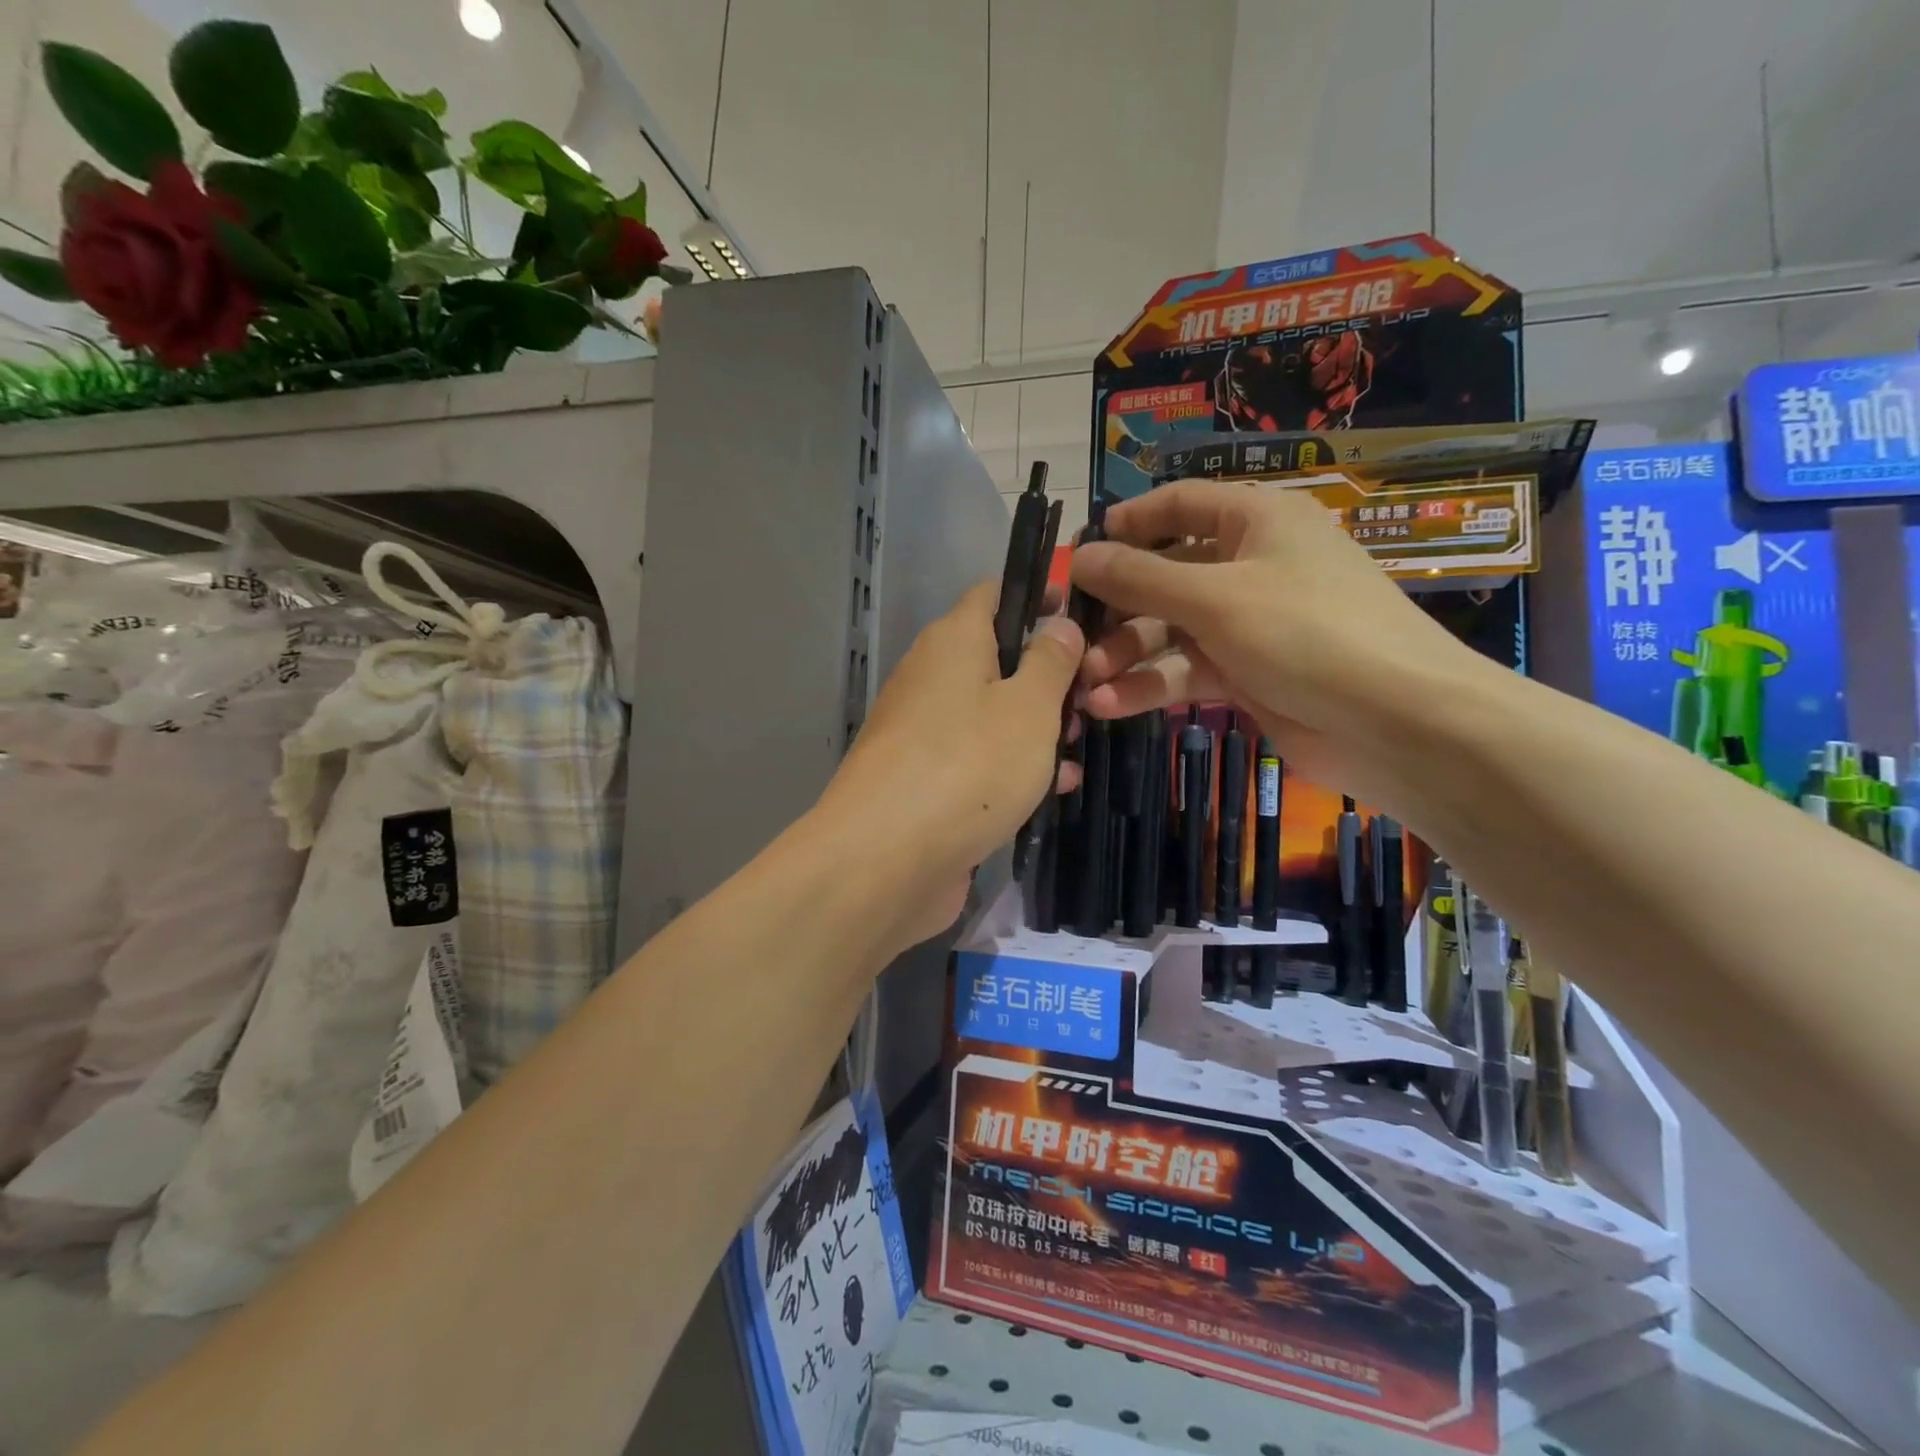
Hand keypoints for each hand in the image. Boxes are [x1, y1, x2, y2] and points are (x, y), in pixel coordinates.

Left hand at [815, 580, 1084, 949]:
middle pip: (997, 659)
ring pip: (991, 714)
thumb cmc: (968, 766)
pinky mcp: (924, 781)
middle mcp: (931, 677)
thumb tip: (1058, 625)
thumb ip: (1051, 661)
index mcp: (952, 641)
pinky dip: (1010, 769)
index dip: (1040, 598)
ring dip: (1036, 730)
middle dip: (1047, 679)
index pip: (994, 594)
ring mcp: (923, 732)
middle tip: (1088, 704)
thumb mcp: (1029, 707)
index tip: (1083, 620)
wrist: (885, 860)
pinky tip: (1050, 794)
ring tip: (1076, 753)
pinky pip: (976, 759)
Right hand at [1069, 482, 1483, 800]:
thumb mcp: (1215, 597)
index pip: (1180, 504)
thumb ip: (1141, 578)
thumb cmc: (1307, 634)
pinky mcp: (1248, 674)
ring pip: (1171, 631)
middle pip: (1166, 575)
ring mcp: (1249, 623)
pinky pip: (1187, 671)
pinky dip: (1151, 687)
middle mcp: (1251, 565)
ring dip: (1127, 656)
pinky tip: (1111, 706)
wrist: (1396, 724)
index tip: (1080, 550)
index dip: (1128, 524)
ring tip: (1087, 684)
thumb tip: (1079, 555)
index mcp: (1256, 521)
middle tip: (1071, 636)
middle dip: (1118, 608)